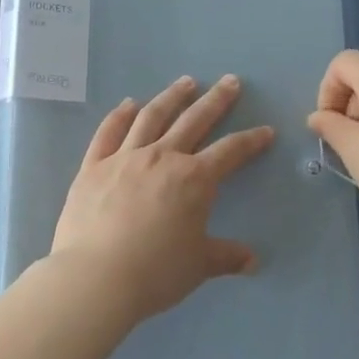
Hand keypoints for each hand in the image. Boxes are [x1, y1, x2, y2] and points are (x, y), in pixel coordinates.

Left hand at [52, 74, 275, 323]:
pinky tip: (128, 104)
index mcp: (194, 179)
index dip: (251, 141)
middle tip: (230, 81)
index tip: (266, 130)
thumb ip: (226, 257)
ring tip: (185, 82)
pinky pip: (108, 133)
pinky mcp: (93, 167)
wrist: (96, 278)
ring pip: (152, 117)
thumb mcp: (198, 265)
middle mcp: (162, 158)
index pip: (230, 152)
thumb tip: (253, 262)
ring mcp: (124, 158)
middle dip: (216, 100)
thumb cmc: (155, 272)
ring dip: (171, 97)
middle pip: (194, 120)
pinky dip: (120, 116)